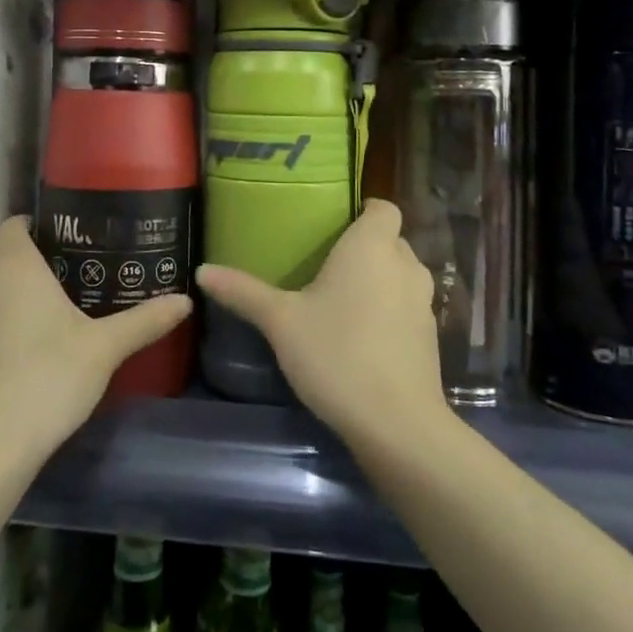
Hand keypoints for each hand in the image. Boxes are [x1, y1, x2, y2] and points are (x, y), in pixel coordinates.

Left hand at [0, 216, 190, 515]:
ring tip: (52, 306)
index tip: (62, 233)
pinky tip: (29, 344)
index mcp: (15, 268)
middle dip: (29, 259)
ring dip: (12, 292)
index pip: (11, 225)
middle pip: (1, 256)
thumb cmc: (50, 377)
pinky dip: (0, 321)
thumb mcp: (105, 348)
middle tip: (70, 270)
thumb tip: (186, 300)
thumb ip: (144, 320)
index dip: (31, 224)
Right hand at [197, 199, 448, 451]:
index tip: (332, 226)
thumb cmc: (337, 354)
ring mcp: (424, 302)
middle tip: (323, 264)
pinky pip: (407, 307)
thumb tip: (202, 270)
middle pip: (390, 240)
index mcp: (372, 247)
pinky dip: (389, 311)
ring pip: (400, 275)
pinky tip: (360, 336)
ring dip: (378, 280)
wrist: (396, 424)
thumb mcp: (281, 322)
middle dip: (363, 247)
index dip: (363, 211)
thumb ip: (243, 292)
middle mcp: (405, 265)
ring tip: (339, 298)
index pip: (383, 207)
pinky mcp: (430, 336)